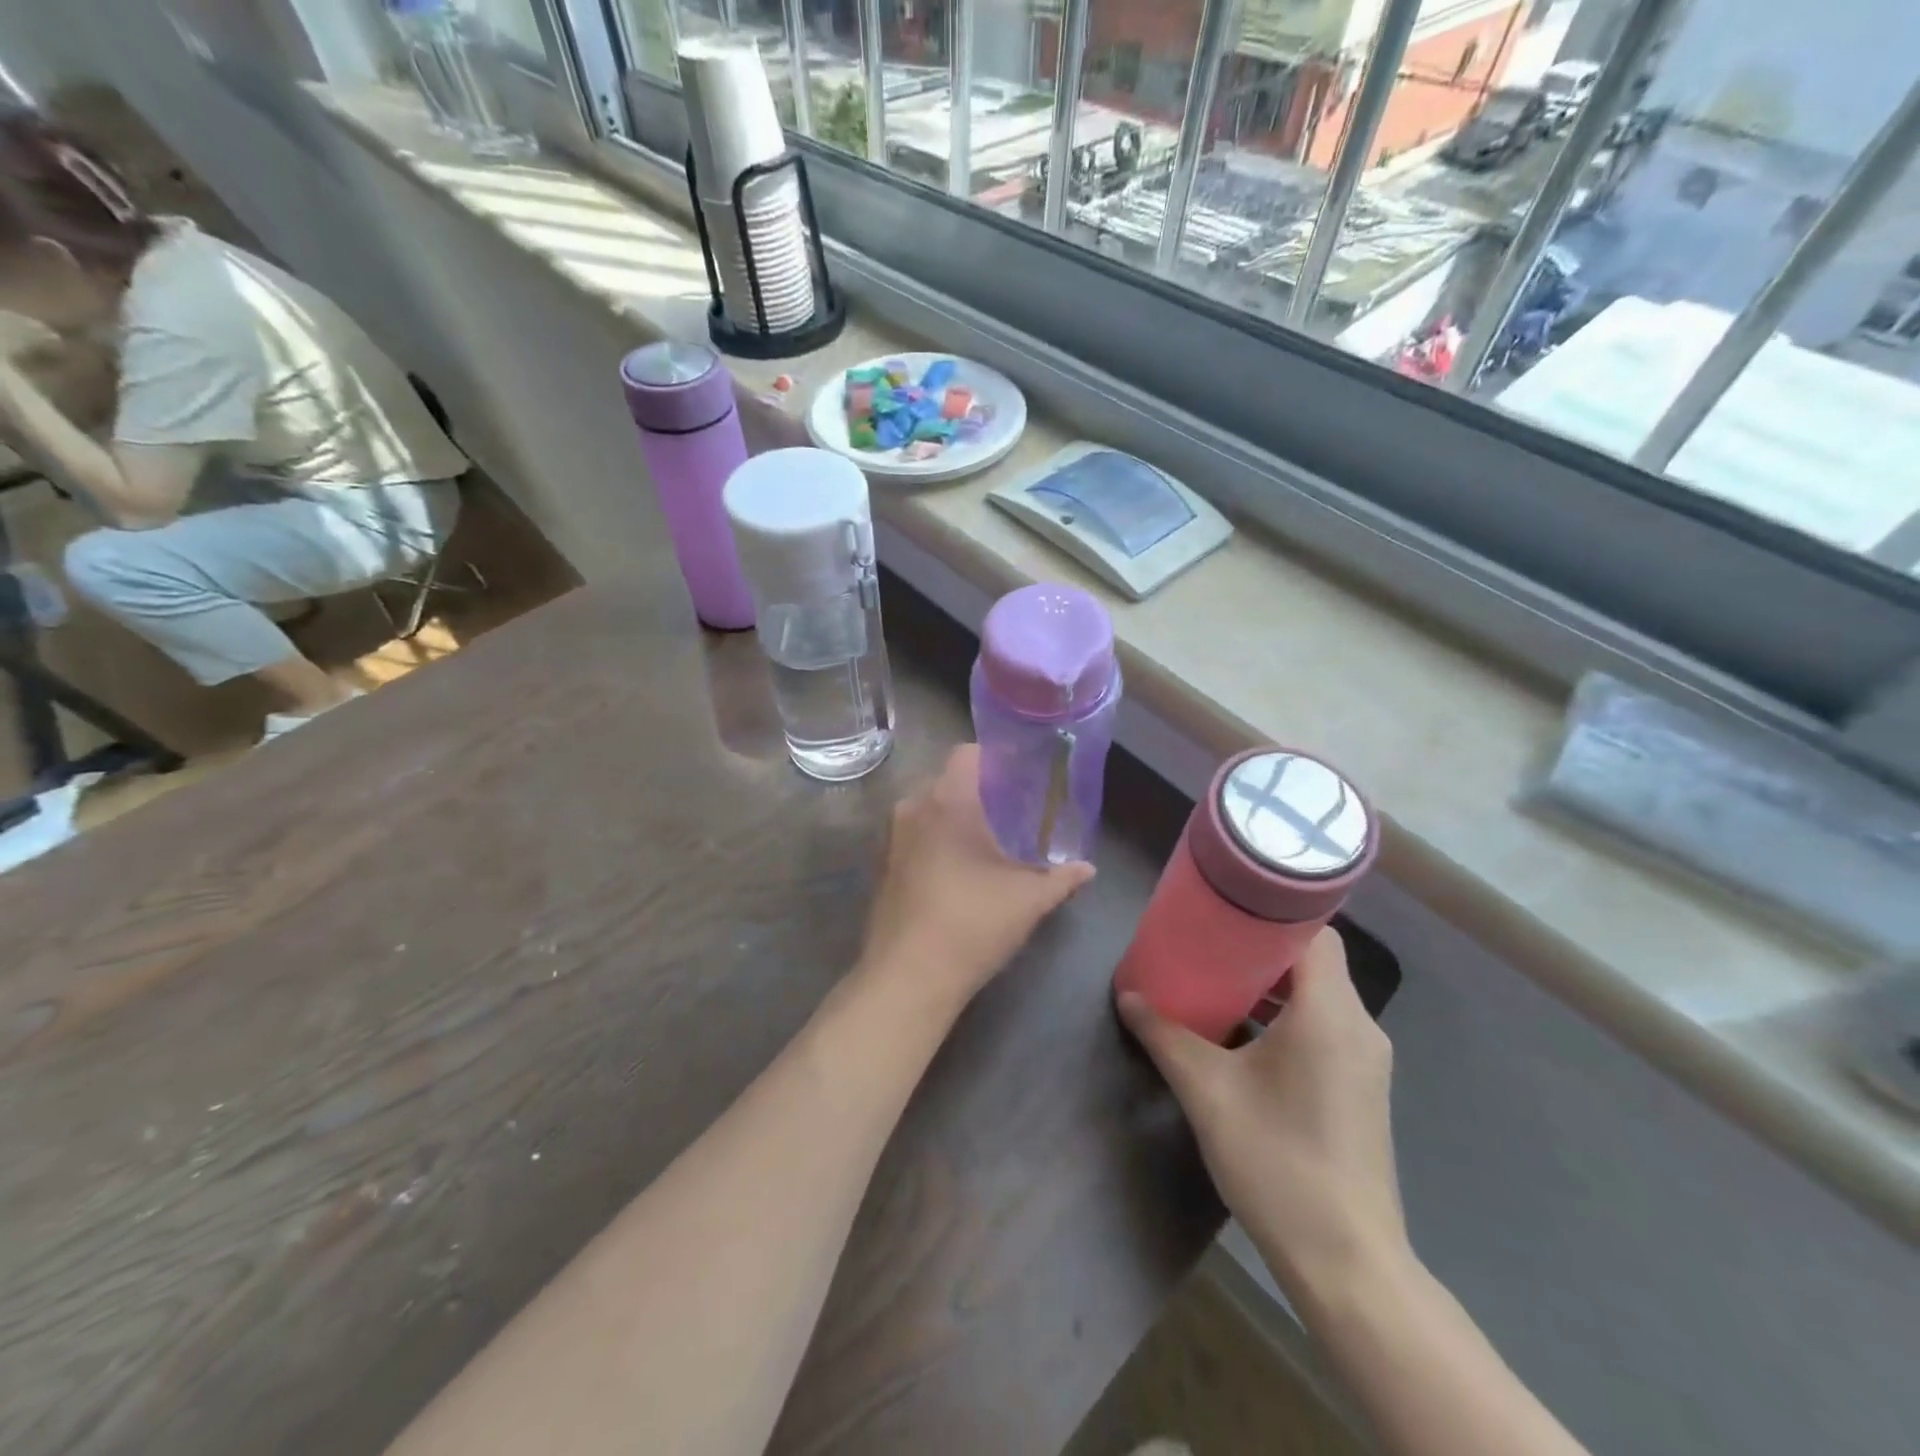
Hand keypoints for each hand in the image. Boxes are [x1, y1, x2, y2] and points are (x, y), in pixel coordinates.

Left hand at [859, 744, 1094, 1008]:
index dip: (996, 758)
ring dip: (956, 818)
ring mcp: (892, 838)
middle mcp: (912, 807)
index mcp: (946, 800)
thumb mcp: (1028, 900)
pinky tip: (960, 870)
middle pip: (947, 780)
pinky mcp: (883, 866)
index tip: (1022, 776)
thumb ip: (1061, 878)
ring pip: (928, 809)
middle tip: (1014, 811)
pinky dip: (936, 840)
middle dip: (979, 791)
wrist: (908, 977)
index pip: (967, 753)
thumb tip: (1089, 869)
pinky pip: (915, 836)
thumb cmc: (972, 923)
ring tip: (990, 841)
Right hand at [1118, 928, 1409, 1310]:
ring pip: (1318, 995)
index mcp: (1330, 1014)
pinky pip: (1324, 1026)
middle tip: (1207, 941)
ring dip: (1271, 984)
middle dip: (1260, 947)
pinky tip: (1242, 1035)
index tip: (1224, 908)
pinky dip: (1286, 1015)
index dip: (1271, 912)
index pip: (1314, 932)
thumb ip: (1165, 1035)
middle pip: (1314, 960)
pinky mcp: (1360, 1088)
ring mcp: (1365, 1060)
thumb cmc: (1278, 1162)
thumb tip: (1129, 996)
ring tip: (1216, 982)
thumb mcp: (1208, 1092)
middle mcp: (1359, 1027)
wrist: (1347, 1263)